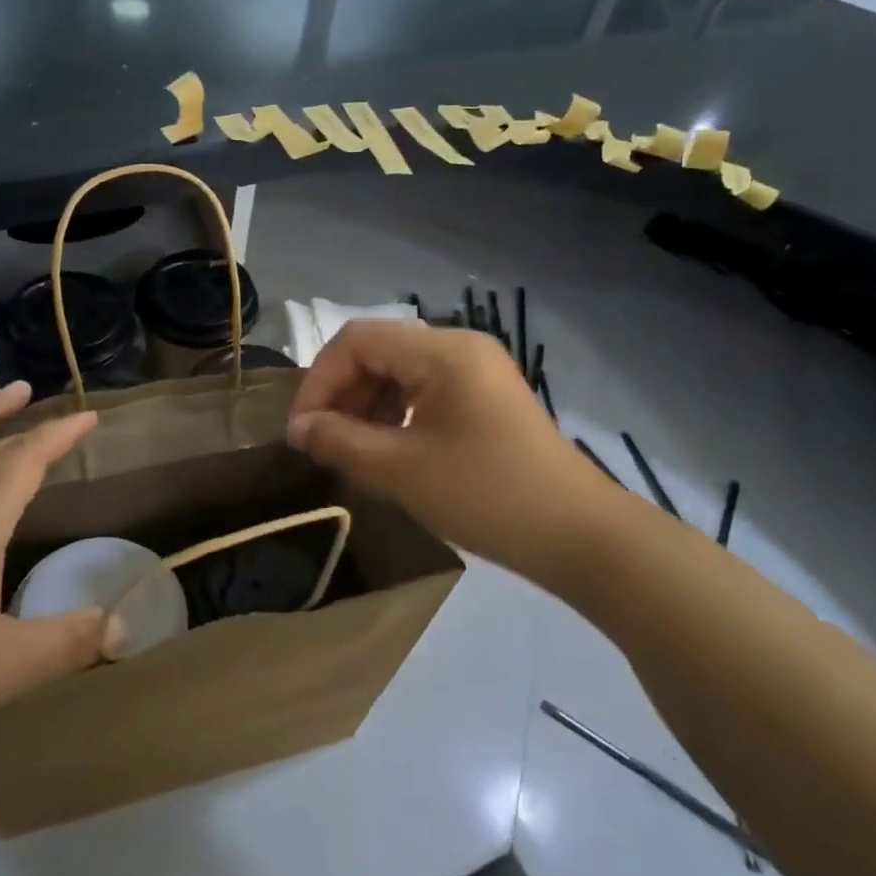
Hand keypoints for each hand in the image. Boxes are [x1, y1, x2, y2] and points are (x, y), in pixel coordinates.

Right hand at [286, 322, 617, 575]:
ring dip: (367, 405)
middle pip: (379, 351)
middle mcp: (460, 347)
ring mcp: (477, 371)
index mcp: (442, 351)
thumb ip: (339, 441)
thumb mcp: (400, 470)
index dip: (320, 379)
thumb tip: (298, 428)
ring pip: (400, 371)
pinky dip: (396, 414)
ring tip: (352, 450)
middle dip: (342, 393)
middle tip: (322, 442)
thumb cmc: (485, 495)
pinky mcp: (485, 397)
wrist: (577, 535)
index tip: (302, 429)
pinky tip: (388, 450)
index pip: (358, 340)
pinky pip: (425, 390)